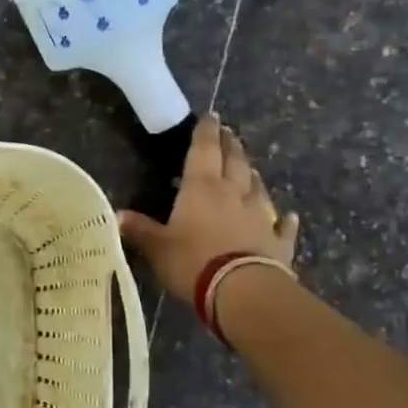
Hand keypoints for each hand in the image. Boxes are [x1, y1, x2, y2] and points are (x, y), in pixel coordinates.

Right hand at [118, 116, 297, 303]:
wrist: (243, 291)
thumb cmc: (193, 262)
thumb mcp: (158, 248)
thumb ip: (140, 230)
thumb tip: (117, 215)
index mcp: (202, 188)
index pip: (204, 150)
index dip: (206, 132)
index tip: (211, 116)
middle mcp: (234, 194)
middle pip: (235, 162)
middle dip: (231, 146)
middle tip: (229, 134)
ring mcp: (260, 216)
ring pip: (258, 188)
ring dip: (253, 175)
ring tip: (250, 168)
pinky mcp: (278, 242)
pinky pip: (283, 226)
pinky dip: (285, 220)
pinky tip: (290, 216)